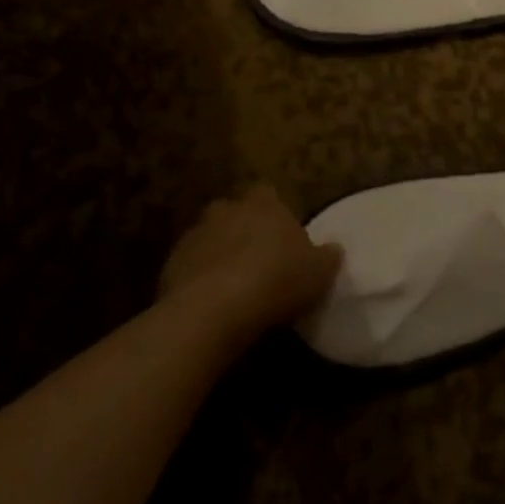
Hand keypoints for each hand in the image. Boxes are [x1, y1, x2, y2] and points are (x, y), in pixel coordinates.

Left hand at [159, 185, 341, 342]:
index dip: (274, 212)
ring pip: (208, 238)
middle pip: (233, 212)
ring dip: (218, 254)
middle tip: (256, 256)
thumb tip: (334, 248)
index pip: (267, 193)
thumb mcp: (319, 272)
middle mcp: (226, 211)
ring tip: (233, 284)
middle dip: (241, 228)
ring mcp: (194, 237)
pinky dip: (198, 279)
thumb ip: (327, 256)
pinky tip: (211, 303)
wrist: (214, 310)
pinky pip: (189, 267)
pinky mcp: (170, 266)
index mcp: (264, 205)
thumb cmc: (277, 280)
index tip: (282, 233)